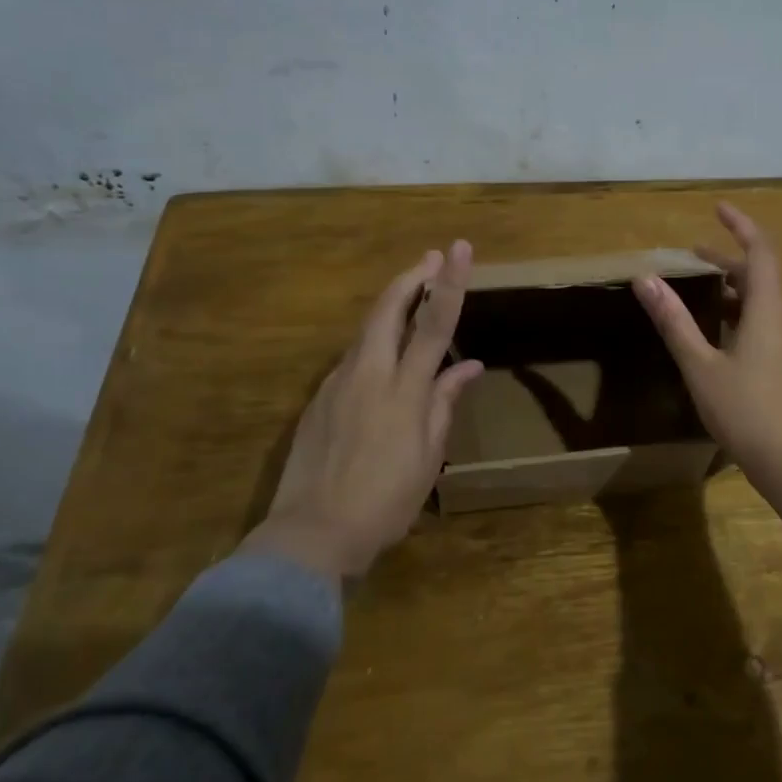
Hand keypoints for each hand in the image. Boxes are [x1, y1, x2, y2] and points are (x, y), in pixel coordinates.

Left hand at [239, 241, 482, 577]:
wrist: (312, 533)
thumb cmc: (385, 501)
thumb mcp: (428, 457)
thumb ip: (444, 404)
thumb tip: (469, 366)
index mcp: (403, 391)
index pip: (432, 324)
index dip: (448, 283)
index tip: (458, 249)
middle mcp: (368, 375)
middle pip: (387, 310)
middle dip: (410, 278)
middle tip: (431, 258)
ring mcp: (336, 384)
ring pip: (365, 331)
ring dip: (390, 308)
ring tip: (410, 300)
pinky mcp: (317, 398)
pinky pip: (351, 360)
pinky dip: (372, 346)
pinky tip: (381, 361)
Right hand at [633, 203, 781, 489]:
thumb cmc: (746, 412)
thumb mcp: (701, 367)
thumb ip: (674, 322)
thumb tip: (645, 279)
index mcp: (769, 311)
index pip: (760, 252)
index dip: (741, 226)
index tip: (719, 209)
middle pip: (761, 277)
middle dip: (728, 263)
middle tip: (695, 259)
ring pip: (767, 305)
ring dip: (737, 293)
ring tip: (705, 299)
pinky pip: (773, 327)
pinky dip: (748, 317)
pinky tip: (727, 341)